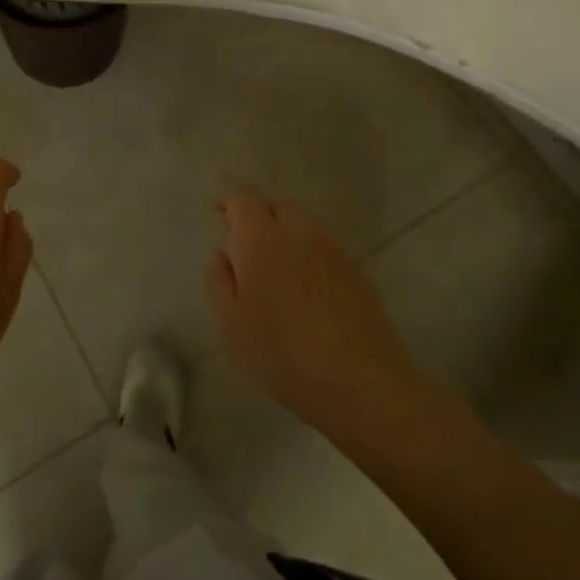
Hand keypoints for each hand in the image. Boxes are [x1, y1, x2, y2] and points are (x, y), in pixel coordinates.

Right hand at [207, 187, 420, 436]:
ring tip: (275, 267)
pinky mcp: (356, 271)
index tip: (220, 217)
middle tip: (245, 244)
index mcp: (262, 239)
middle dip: (258, 214)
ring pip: (303, 224)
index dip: (230, 202)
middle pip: (277, 204)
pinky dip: (308, 253)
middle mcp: (299, 232)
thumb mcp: (231, 324)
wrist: (360, 381)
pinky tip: (305, 289)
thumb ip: (219, 281)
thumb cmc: (282, 353)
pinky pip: (324, 247)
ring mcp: (332, 249)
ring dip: (285, 233)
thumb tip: (221, 254)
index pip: (244, 198)